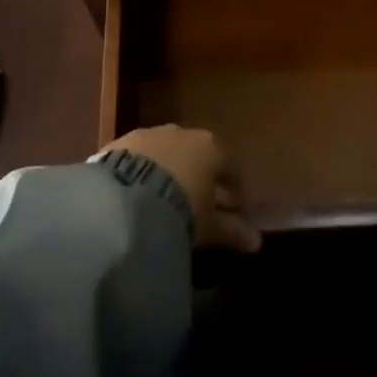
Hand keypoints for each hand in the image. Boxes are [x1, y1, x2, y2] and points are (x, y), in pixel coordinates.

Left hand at [105, 125, 261, 253]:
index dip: (234, 192)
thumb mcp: (209, 225)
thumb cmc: (180, 209)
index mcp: (211, 147)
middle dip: (202, 182)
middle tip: (202, 209)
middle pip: (198, 158)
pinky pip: (139, 159)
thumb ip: (233, 231)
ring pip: (167, 155)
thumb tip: (256, 242)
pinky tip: (139, 196)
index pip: (230, 168)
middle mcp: (182, 133)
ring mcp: (149, 135)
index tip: (235, 211)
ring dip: (170, 175)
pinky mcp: (120, 143)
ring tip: (166, 204)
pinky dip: (144, 175)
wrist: (124, 197)